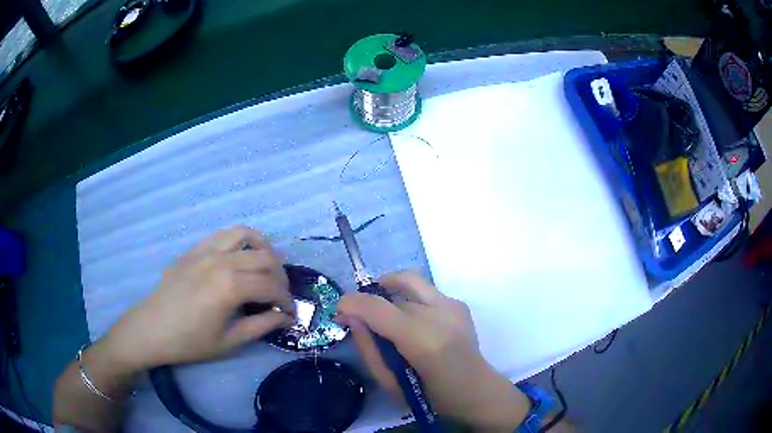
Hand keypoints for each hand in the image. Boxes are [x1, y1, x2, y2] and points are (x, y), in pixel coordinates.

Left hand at [104, 226, 294, 370]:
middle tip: (280, 295)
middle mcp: (221, 260)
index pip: (272, 286)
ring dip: (263, 249)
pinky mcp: (194, 248)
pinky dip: (240, 240)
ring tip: (266, 267)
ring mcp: (206, 250)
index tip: (291, 314)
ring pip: (246, 235)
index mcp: (230, 286)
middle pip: (266, 258)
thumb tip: (286, 317)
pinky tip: (240, 257)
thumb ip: (262, 325)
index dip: (287, 300)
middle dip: (281, 277)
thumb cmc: (190, 342)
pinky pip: (223, 234)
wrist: (152, 329)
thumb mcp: (229, 341)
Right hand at [337, 271, 529, 431]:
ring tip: (384, 312)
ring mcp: (453, 305)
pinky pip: (424, 292)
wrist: (476, 390)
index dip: (352, 302)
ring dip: (389, 292)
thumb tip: (352, 318)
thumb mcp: (390, 383)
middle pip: (392, 291)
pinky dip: (409, 299)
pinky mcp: (459, 303)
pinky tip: (412, 321)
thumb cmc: (431, 396)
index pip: (378, 308)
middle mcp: (440, 314)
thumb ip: (368, 348)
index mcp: (423, 341)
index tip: (339, 310)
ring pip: (409, 282)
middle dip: (370, 300)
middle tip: (360, 316)